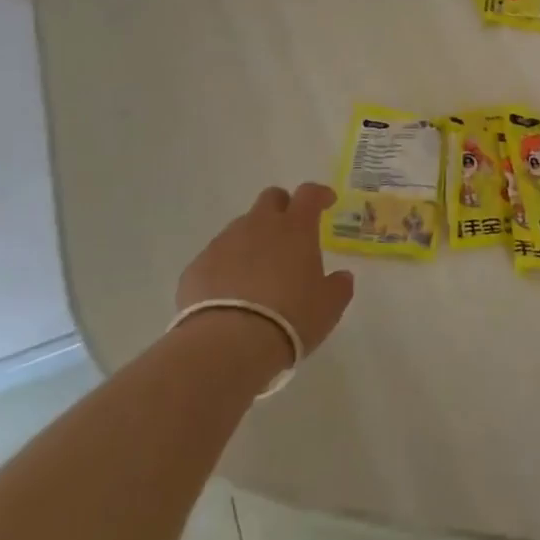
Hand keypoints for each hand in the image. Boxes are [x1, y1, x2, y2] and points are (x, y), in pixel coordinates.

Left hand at [175, 184, 356, 364]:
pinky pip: (216, 256)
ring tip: (257, 273)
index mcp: (295, 228)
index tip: (326, 202)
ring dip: (253, 240)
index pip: (309, 194)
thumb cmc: (289, 319)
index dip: (319, 194)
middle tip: (289, 233)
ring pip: (241, 227)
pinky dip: (226, 266)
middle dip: (282, 208)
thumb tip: (342, 276)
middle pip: (271, 199)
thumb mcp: (328, 307)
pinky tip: (229, 294)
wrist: (227, 345)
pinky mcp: (197, 266)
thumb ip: (339, 286)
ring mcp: (224, 243)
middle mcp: (259, 225)